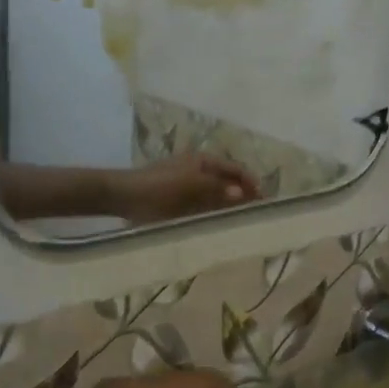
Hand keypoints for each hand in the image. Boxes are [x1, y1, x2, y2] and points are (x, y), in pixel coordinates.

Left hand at [110, 154, 261, 223]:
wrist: (123, 196)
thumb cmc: (158, 188)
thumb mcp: (191, 186)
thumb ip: (217, 189)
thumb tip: (243, 193)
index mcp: (204, 161)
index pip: (237, 170)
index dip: (252, 183)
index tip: (266, 201)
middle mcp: (198, 171)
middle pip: (228, 182)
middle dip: (243, 196)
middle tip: (257, 216)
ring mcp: (188, 186)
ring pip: (216, 196)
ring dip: (229, 207)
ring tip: (242, 223)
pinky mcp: (178, 202)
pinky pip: (203, 207)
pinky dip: (213, 213)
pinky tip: (218, 226)